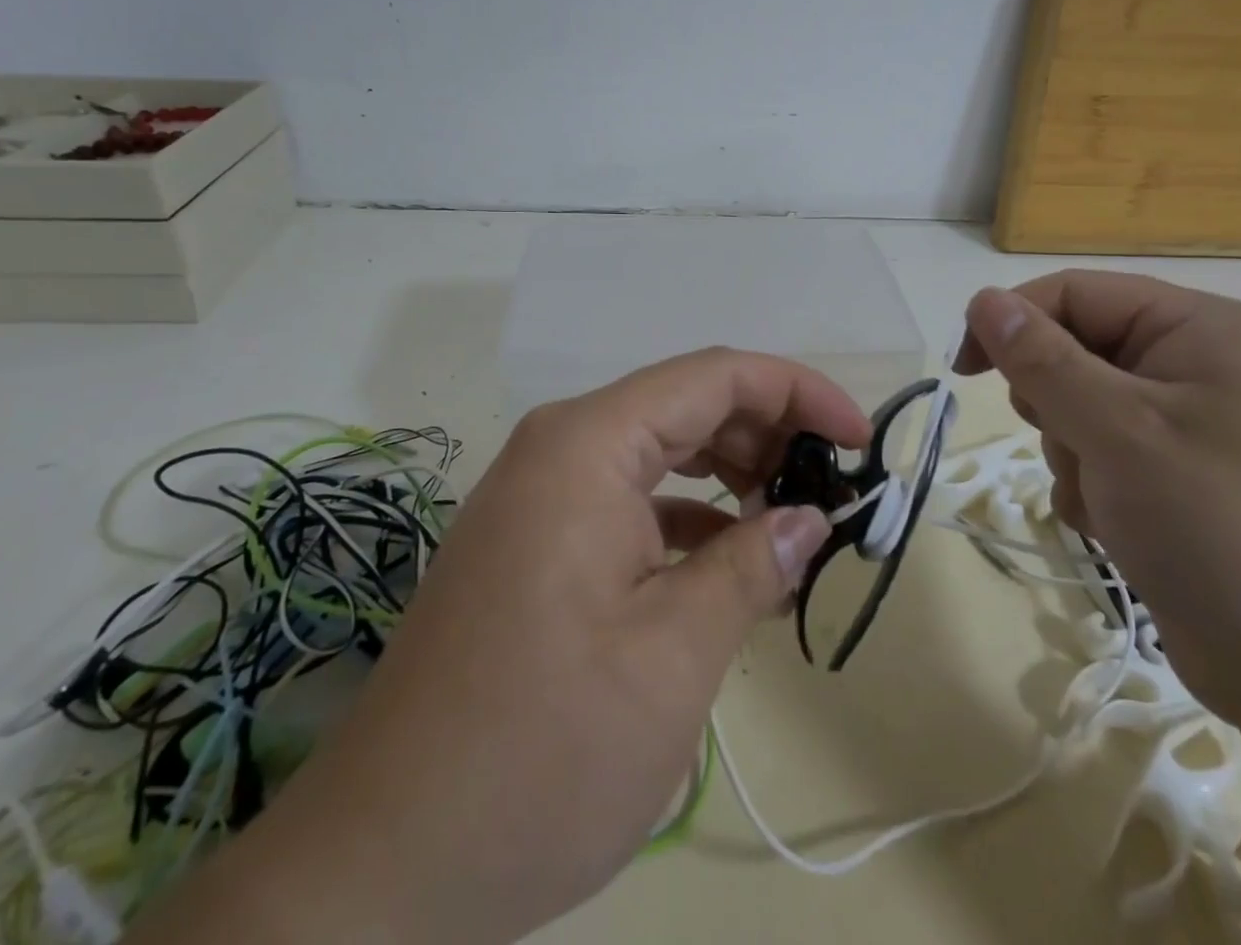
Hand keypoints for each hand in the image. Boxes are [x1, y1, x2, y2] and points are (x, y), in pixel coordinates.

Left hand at [126, 349, 866, 944]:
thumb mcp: (672, 657)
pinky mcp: (535, 540)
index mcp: (587, 445)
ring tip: (790, 525)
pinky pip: (629, 497)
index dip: (797, 392)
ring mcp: (541, 492)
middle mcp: (559, 447)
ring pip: (660, 449)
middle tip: (831, 490)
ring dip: (731, 474)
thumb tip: (810, 518)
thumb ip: (751, 567)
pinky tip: (728, 564)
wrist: (381, 864)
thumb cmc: (537, 752)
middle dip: (768, 433)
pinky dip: (688, 517)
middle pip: (687, 404)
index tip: (859, 439)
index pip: (715, 376)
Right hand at [955, 272, 1240, 722]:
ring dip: (1073, 455)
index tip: (965, 372)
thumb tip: (984, 299)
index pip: (1073, 293)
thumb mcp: (1120, 432)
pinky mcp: (1188, 485)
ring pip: (1083, 411)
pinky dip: (1095, 491)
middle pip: (1076, 351)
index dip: (1011, 322)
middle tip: (1075, 446)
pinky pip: (1107, 460)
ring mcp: (1197, 429)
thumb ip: (1044, 360)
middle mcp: (1199, 366)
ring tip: (1109, 503)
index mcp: (1196, 328)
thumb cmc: (1228, 530)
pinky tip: (1119, 531)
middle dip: (1054, 403)